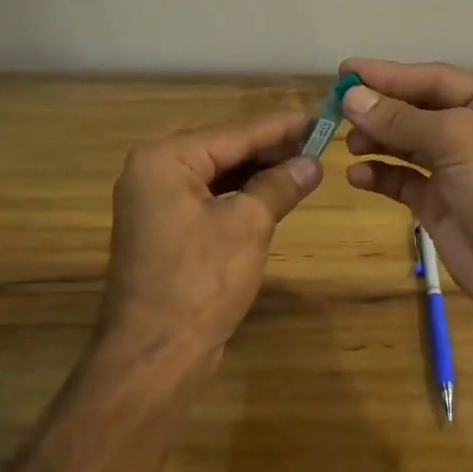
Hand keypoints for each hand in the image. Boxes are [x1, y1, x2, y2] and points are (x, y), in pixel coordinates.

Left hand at [103, 110, 320, 355]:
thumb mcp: (249, 225)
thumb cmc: (201, 281)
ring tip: (305, 165)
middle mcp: (152, 173)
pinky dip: (240, 196)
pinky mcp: (163, 231)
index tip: (320, 117)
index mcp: (164, 160)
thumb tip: (312, 164)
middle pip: (223, 150)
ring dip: (258, 173)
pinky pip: (208, 199)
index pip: (234, 133)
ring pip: (217, 176)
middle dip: (271, 150)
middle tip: (320, 143)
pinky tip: (274, 194)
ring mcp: (154, 204)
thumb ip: (279, 186)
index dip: (281, 127)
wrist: (155, 355)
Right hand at [338, 59, 472, 330]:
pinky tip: (358, 175)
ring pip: (408, 144)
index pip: (434, 79)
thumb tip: (352, 98)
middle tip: (337, 110)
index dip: (389, 74)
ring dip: (377, 140)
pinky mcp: (441, 204)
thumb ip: (403, 118)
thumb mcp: (458, 140)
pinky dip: (380, 175)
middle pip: (418, 109)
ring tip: (348, 143)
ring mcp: (458, 169)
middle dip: (380, 108)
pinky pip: (404, 181)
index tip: (344, 72)